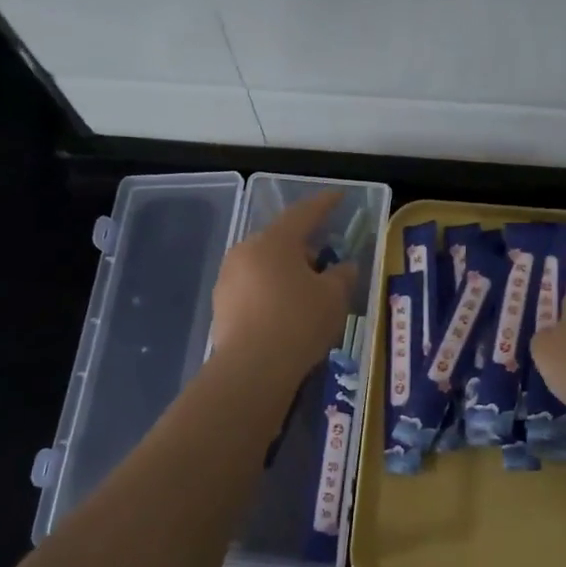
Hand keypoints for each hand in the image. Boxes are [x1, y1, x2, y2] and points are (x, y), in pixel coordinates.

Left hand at [209, 190, 357, 378]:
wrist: (252, 369)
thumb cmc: (299, 322)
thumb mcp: (334, 297)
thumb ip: (342, 276)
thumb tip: (344, 267)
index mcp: (275, 241)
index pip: (304, 213)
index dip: (324, 204)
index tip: (338, 197)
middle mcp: (246, 251)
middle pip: (281, 240)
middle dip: (304, 246)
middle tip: (326, 259)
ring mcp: (228, 278)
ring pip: (264, 265)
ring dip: (286, 271)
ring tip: (307, 291)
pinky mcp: (221, 305)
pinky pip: (253, 288)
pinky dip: (272, 292)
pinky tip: (286, 312)